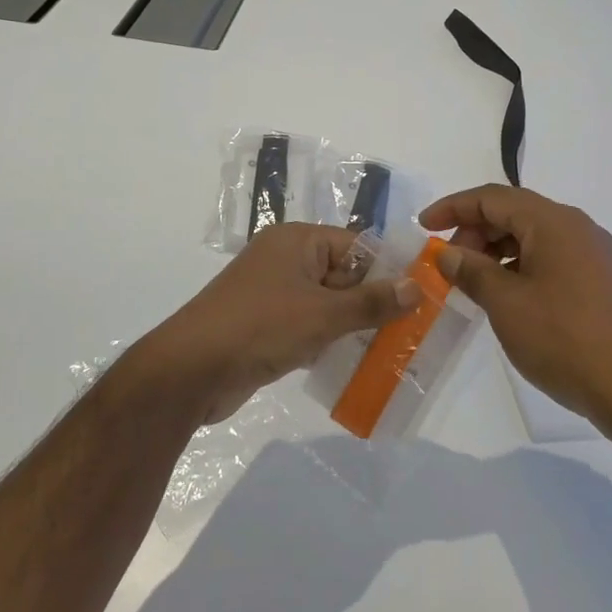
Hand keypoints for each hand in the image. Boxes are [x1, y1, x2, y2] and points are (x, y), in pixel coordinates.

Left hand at [129, 224, 419, 426]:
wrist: (190, 371)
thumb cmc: (260, 327)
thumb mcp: (323, 315)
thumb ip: (371, 302)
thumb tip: (416, 287)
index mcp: (297, 241)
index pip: (355, 246)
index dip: (387, 271)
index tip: (421, 300)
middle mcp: (285, 260)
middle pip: (343, 276)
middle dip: (373, 303)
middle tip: (414, 332)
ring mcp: (273, 294)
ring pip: (327, 305)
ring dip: (353, 327)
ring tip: (393, 352)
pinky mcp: (265, 326)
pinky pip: (309, 327)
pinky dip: (329, 342)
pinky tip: (356, 365)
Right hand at [421, 185, 611, 433]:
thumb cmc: (565, 341)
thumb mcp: (506, 304)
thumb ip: (472, 270)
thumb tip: (448, 252)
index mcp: (554, 222)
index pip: (492, 197)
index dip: (453, 207)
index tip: (423, 226)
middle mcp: (578, 228)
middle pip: (514, 212)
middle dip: (475, 231)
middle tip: (450, 265)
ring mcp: (596, 255)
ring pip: (534, 237)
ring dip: (497, 251)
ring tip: (474, 284)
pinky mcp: (605, 282)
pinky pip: (553, 258)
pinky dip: (522, 267)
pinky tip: (509, 298)